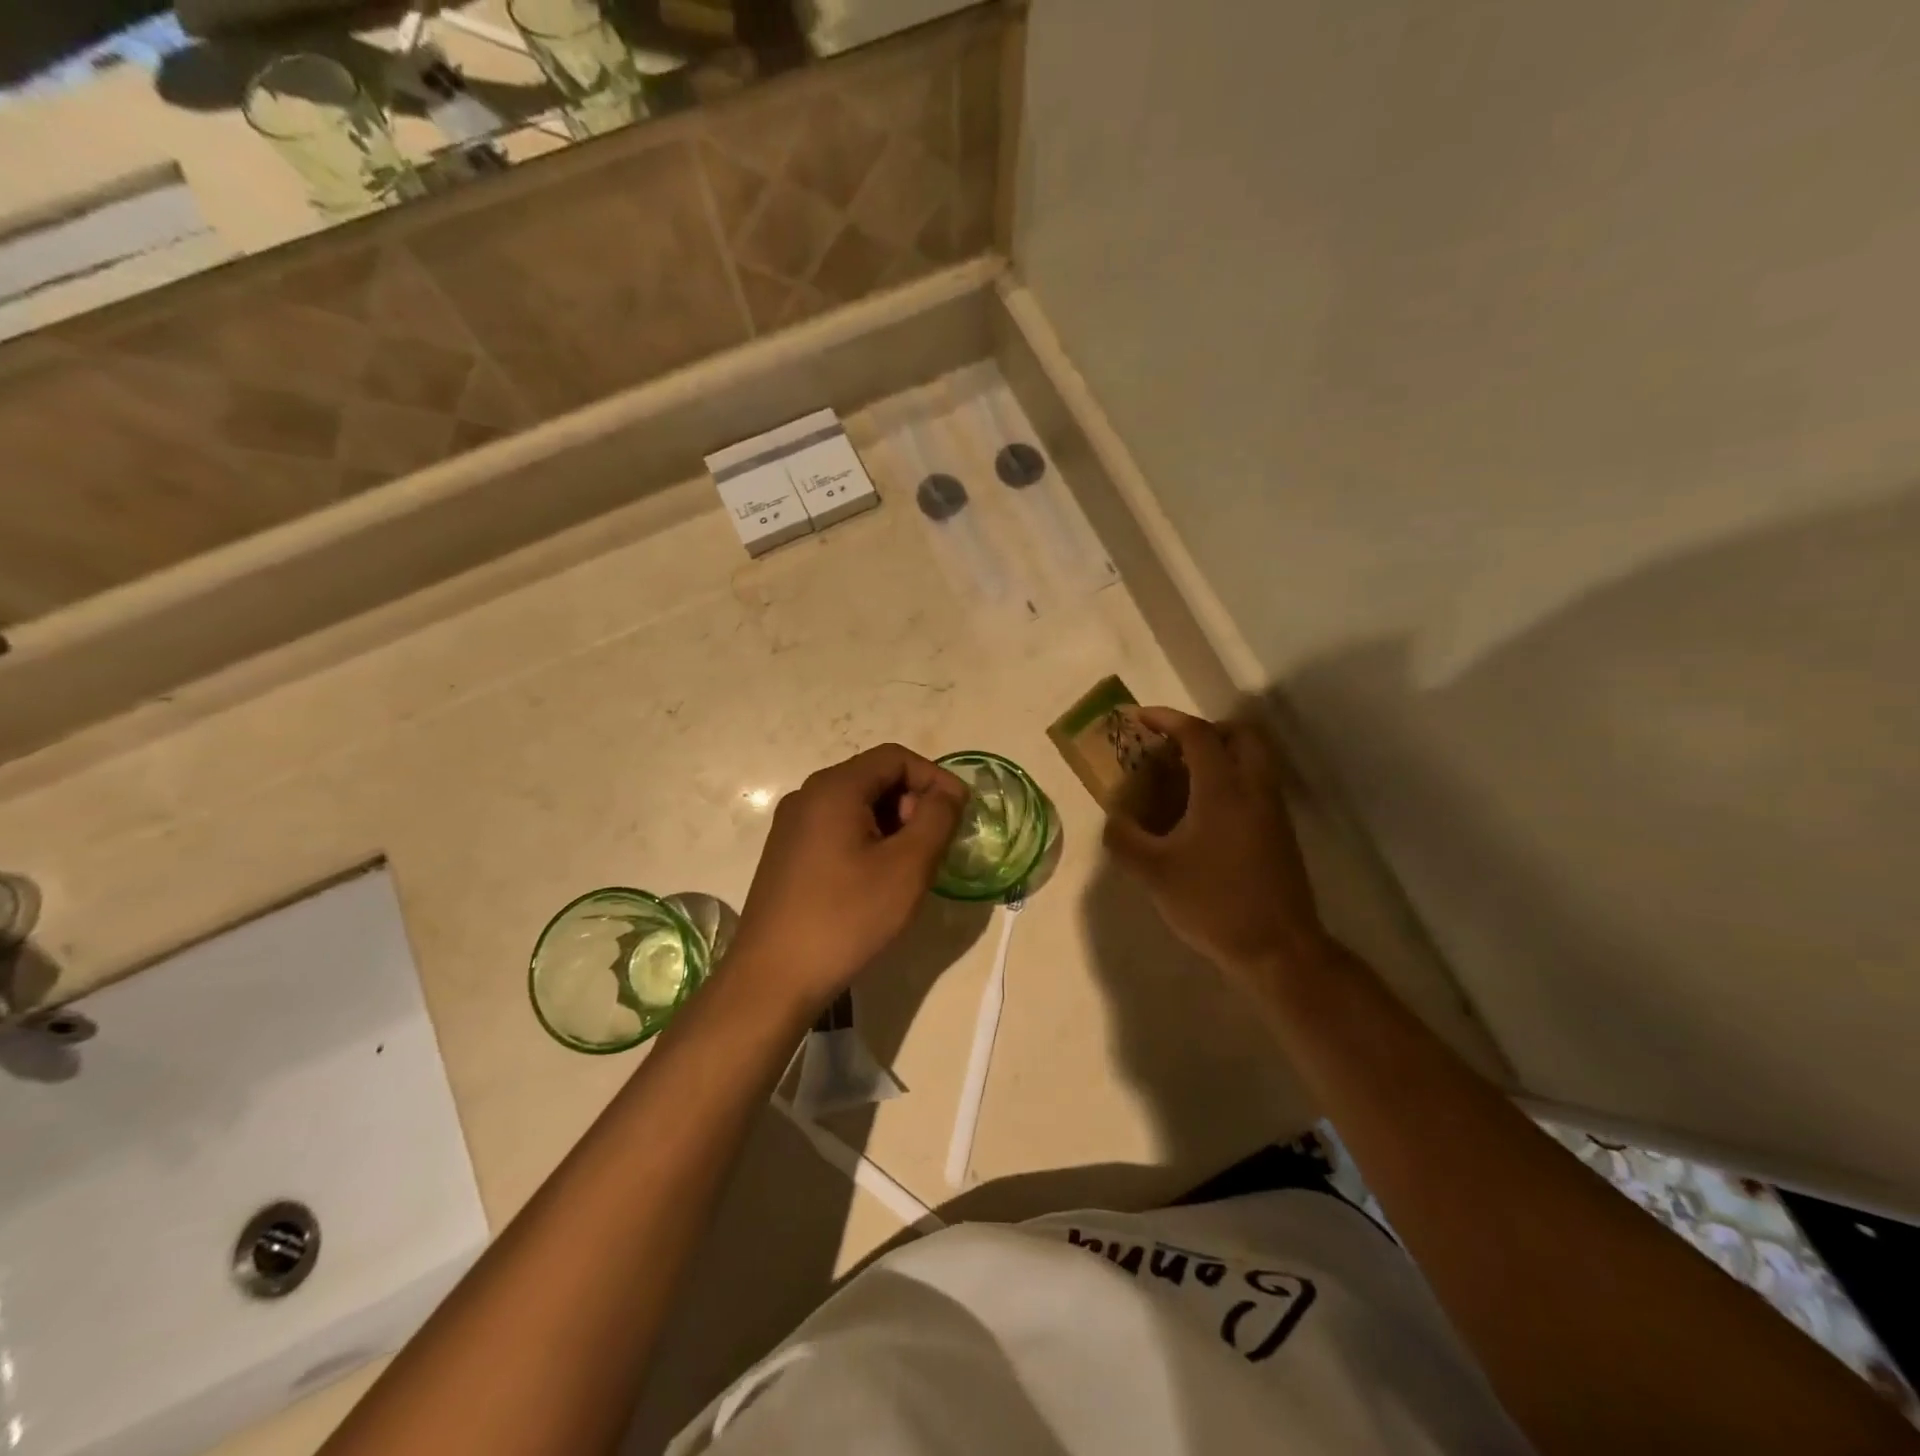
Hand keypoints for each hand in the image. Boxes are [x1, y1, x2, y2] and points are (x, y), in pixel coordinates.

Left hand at [730, 744, 966, 1013]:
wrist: (772, 980)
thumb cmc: (846, 918)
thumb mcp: (907, 867)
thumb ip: (937, 819)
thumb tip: (947, 793)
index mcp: (834, 788)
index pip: (896, 758)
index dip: (935, 778)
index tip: (959, 814)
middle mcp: (807, 796)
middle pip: (874, 778)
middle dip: (913, 803)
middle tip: (932, 847)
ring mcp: (792, 827)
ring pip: (856, 806)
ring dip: (893, 825)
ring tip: (909, 868)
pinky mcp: (787, 855)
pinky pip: (837, 830)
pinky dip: (868, 841)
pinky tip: (876, 882)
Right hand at [1103, 708, 1330, 990]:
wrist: (1277, 948)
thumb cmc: (1213, 902)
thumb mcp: (1154, 873)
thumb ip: (1124, 839)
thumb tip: (1115, 818)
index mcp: (1223, 789)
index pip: (1197, 734)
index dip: (1167, 719)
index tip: (1140, 718)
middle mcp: (1254, 788)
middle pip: (1241, 734)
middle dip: (1206, 730)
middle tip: (1174, 749)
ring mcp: (1273, 810)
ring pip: (1253, 759)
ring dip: (1221, 756)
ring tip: (1182, 782)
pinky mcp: (1280, 832)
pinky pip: (1256, 784)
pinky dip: (1231, 780)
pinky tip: (1202, 815)